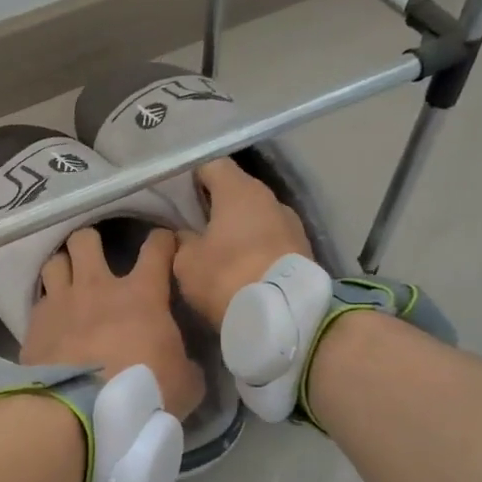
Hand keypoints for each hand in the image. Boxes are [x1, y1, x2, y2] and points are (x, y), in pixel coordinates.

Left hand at [21, 227, 205, 419]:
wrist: (81, 412)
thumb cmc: (142, 393)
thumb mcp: (186, 385)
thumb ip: (187, 365)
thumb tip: (187, 364)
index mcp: (141, 294)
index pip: (156, 247)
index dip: (162, 241)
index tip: (165, 245)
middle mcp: (97, 287)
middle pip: (87, 239)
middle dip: (92, 243)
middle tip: (98, 259)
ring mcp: (62, 301)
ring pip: (56, 261)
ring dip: (64, 267)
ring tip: (69, 281)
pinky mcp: (35, 324)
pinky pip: (39, 299)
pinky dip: (47, 304)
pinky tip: (52, 319)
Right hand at [172, 158, 311, 327]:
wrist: (284, 317)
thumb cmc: (227, 277)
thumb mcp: (186, 262)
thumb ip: (182, 240)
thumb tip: (186, 234)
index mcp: (239, 190)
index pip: (212, 165)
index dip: (192, 178)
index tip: (178, 197)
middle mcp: (270, 198)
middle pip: (237, 190)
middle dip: (216, 204)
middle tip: (194, 225)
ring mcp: (292, 223)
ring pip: (256, 216)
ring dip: (239, 228)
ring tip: (219, 250)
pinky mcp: (304, 249)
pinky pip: (271, 238)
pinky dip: (255, 246)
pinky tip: (242, 266)